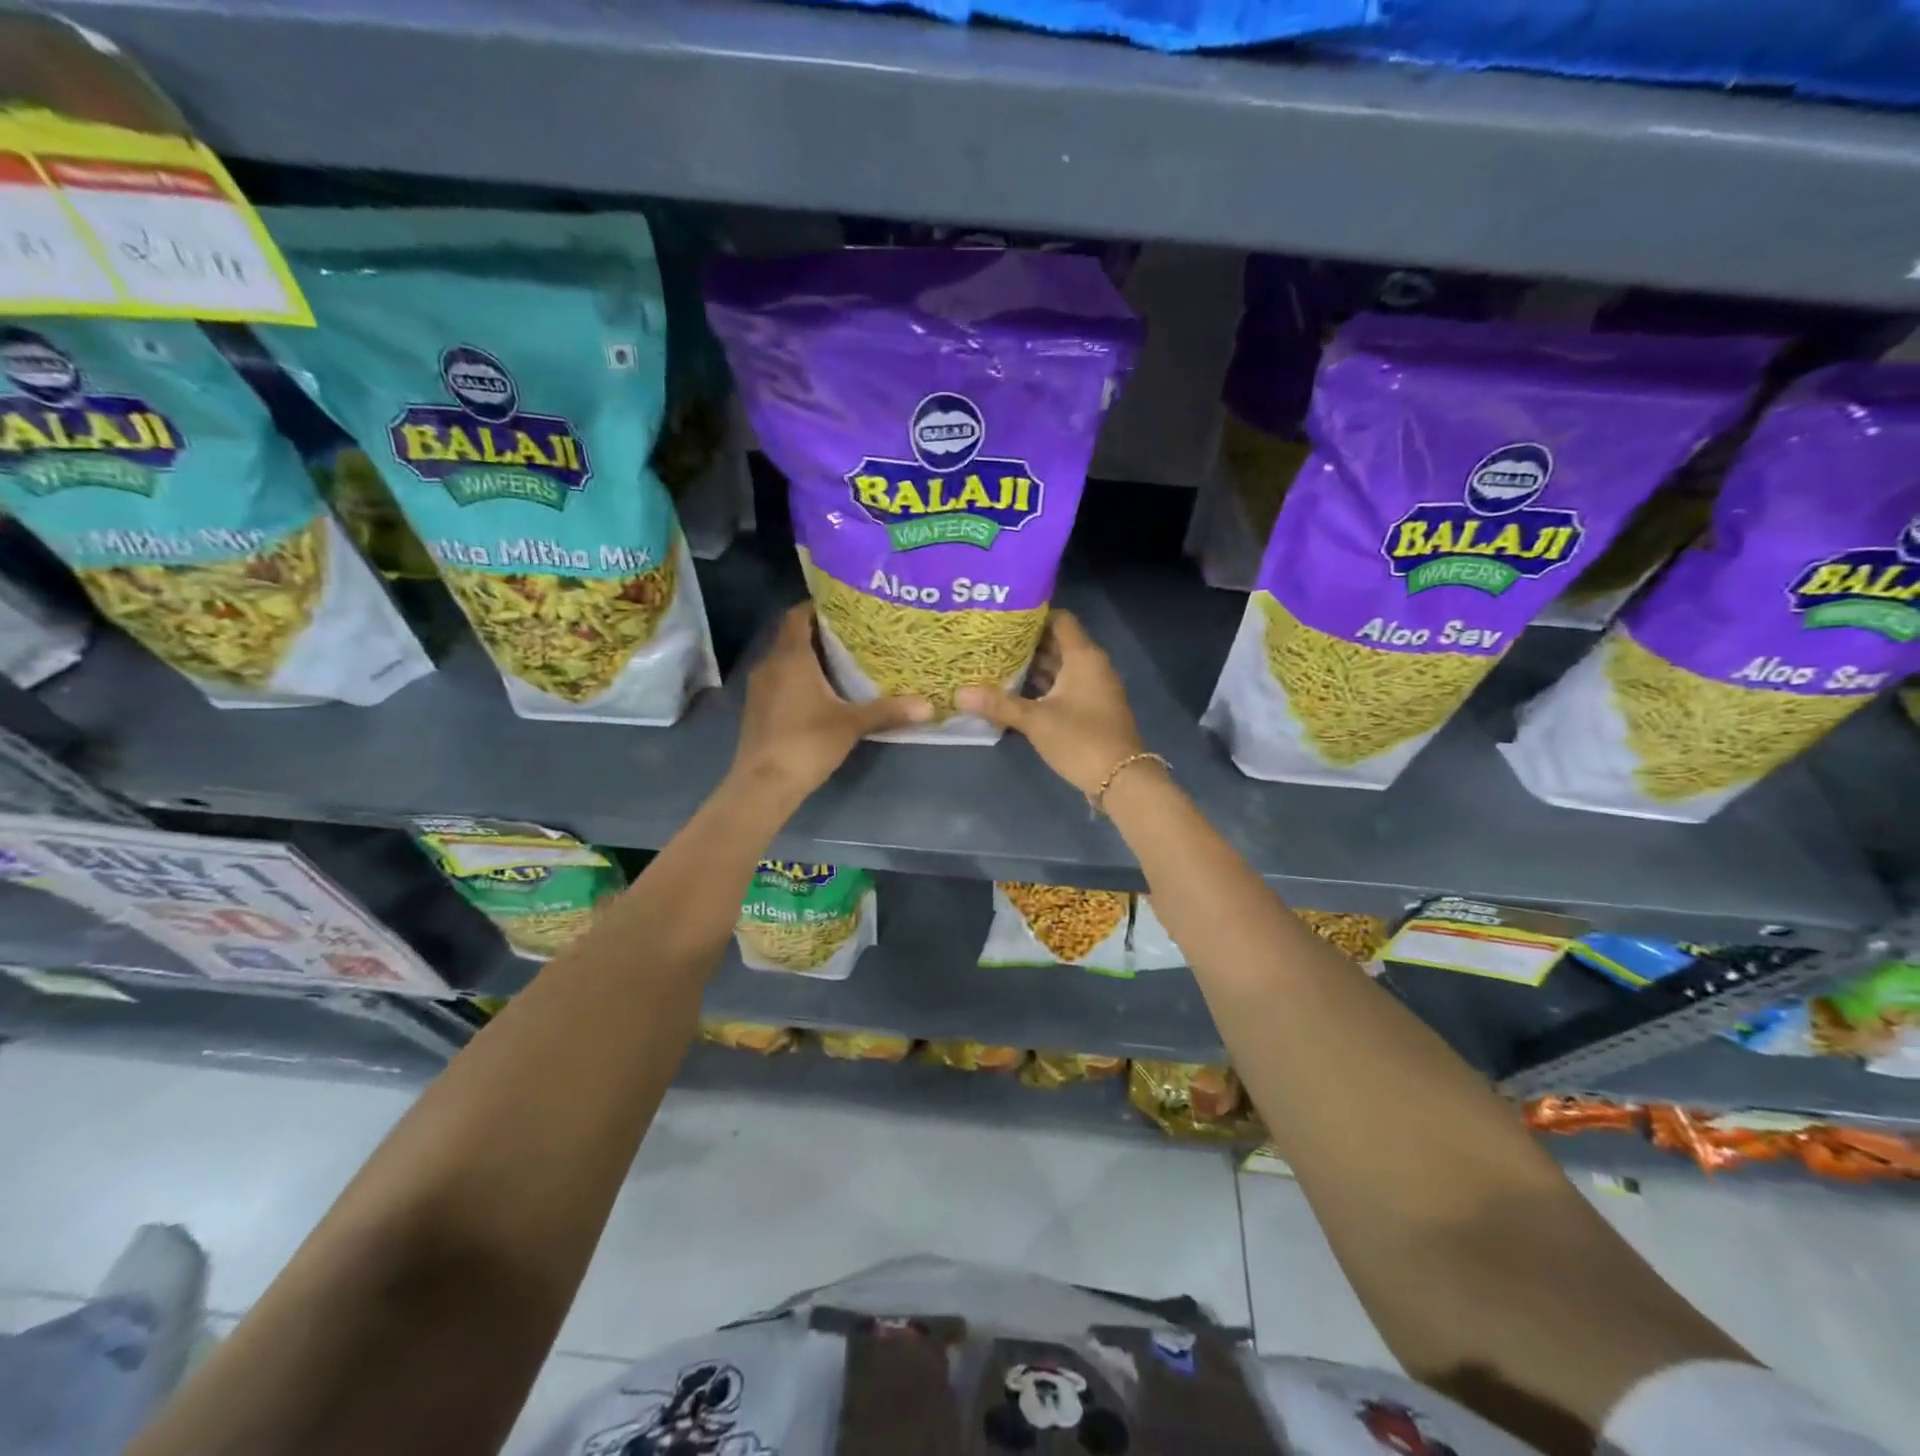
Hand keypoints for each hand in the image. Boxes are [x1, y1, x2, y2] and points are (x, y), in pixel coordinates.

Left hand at [731, 604, 931, 799]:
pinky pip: (780, 678)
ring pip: (785, 658)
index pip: (798, 615)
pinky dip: (799, 676)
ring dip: (809, 655)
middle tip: (855, 632)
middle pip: (793, 635)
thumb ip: (889, 711)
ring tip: (843, 659)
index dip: (819, 606)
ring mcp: (760, 687)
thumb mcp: (852, 725)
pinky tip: (823, 690)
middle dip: (820, 631)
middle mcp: (770, 663)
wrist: (764, 783)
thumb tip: (929, 706)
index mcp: (791, 657)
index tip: (846, 607)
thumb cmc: (807, 743)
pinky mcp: (758, 707)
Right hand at [957, 610, 1145, 796]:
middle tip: (992, 641)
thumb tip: (958, 694)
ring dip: (1033, 666)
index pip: (1060, 620)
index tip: (1004, 618)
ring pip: (1060, 667)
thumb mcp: (1035, 721)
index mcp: (1083, 657)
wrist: (1122, 779)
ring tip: (996, 663)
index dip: (1034, 615)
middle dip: (1026, 643)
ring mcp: (1094, 688)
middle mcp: (1092, 666)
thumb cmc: (1080, 739)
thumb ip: (998, 704)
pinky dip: (1043, 687)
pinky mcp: (1091, 708)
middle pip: (1058, 643)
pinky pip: (1064, 687)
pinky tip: (1015, 693)